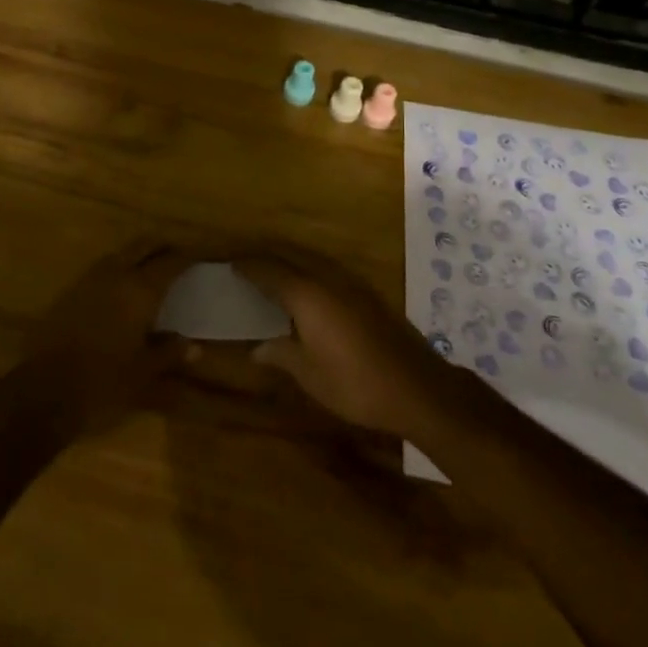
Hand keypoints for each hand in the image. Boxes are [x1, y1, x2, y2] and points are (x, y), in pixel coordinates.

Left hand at [26, 239, 193, 429]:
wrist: (43, 390)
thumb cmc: (103, 382)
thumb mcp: (143, 373)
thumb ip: (169, 353)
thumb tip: (193, 345)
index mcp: (139, 290)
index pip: (170, 262)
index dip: (188, 255)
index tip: (201, 254)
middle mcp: (116, 275)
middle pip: (143, 246)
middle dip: (162, 245)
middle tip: (178, 253)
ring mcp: (89, 281)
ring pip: (120, 254)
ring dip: (138, 254)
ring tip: (152, 266)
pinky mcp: (69, 292)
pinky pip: (102, 269)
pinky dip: (118, 269)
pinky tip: (121, 287)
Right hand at [237, 244, 454, 438]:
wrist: (416, 388)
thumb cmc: (354, 383)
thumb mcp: (309, 375)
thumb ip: (280, 354)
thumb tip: (255, 349)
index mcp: (307, 295)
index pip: (270, 271)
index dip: (249, 267)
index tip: (231, 264)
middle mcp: (328, 279)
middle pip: (291, 258)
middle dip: (267, 259)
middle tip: (247, 266)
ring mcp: (352, 284)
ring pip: (312, 262)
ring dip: (290, 264)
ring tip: (272, 276)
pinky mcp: (368, 295)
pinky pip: (329, 273)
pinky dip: (310, 275)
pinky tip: (308, 293)